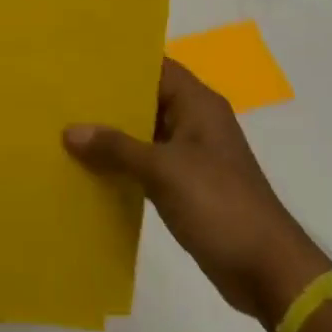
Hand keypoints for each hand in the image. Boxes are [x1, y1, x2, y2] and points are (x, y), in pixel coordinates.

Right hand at [65, 60, 331, 328]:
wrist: (267, 271)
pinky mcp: (187, 186)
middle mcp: (195, 121)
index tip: (81, 60)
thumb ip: (116, 148)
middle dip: (109, 100)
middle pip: (146, 99)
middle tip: (64, 94)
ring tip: (66, 128)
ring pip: (144, 133)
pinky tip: (89, 168)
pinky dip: (123, 165)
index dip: (121, 62)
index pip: (155, 66)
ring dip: (113, 136)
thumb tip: (69, 131)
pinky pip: (147, 164)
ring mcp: (192, 156)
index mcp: (197, 104)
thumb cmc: (219, 204)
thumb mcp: (163, 170)